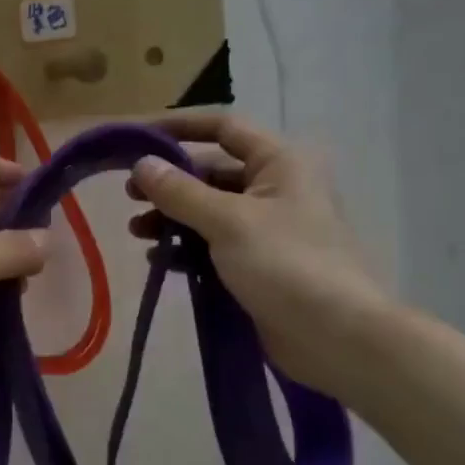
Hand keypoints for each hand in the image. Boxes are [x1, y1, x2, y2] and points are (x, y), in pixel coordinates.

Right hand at [128, 113, 391, 397]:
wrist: (336, 336)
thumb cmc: (286, 263)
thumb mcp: (227, 221)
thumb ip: (180, 192)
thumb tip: (141, 164)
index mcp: (279, 163)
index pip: (224, 128)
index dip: (180, 128)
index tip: (138, 138)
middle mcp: (274, 188)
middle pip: (211, 172)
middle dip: (169, 183)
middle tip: (129, 195)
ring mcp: (267, 229)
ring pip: (209, 211)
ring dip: (172, 218)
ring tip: (137, 232)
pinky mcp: (258, 265)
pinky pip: (214, 246)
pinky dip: (186, 249)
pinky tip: (159, 259)